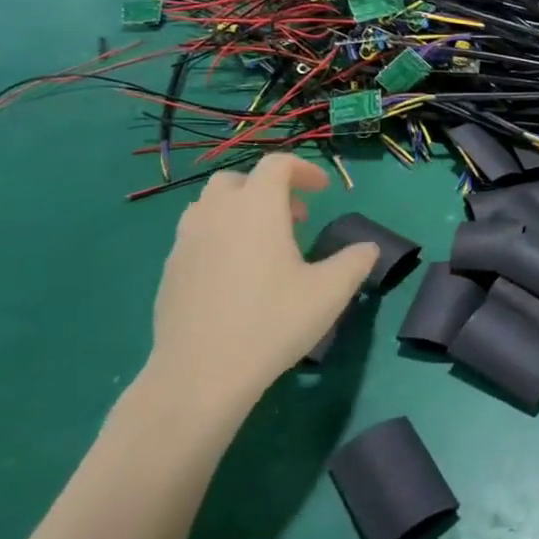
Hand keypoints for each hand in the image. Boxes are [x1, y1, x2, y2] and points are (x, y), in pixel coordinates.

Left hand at [143, 155, 377, 425]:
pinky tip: (236, 275)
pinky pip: (196, 236)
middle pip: (238, 179)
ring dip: (240, 211)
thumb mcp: (330, 292)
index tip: (323, 192)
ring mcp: (186, 241)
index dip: (304, 170)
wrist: (200, 374)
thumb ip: (355, 262)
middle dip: (269, 189)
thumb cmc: (272, 322)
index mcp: (257, 208)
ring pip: (211, 206)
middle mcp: (217, 213)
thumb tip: (368, 248)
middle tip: (295, 217)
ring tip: (264, 244)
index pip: (277, 165)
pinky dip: (220, 237)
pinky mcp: (169, 271)